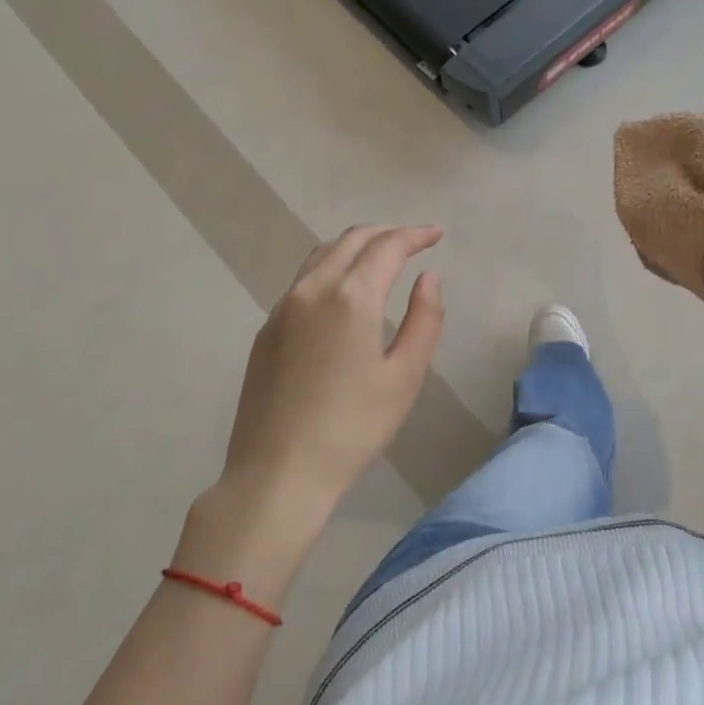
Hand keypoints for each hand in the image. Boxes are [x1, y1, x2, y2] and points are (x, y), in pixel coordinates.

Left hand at [221, 224, 445, 513]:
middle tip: (414, 240)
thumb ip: (424, 320)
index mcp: (350, 298)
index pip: (387, 247)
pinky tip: (346, 289)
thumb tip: (429, 278)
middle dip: (386, 233)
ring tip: (382, 255)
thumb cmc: (353, 428)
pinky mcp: (267, 329)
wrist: (278, 471)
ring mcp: (283, 307)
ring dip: (356, 245)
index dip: (415, 235)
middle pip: (351, 240)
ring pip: (322, 254)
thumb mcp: (405, 377)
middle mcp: (312, 289)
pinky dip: (332, 266)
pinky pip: (304, 279)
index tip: (436, 234)